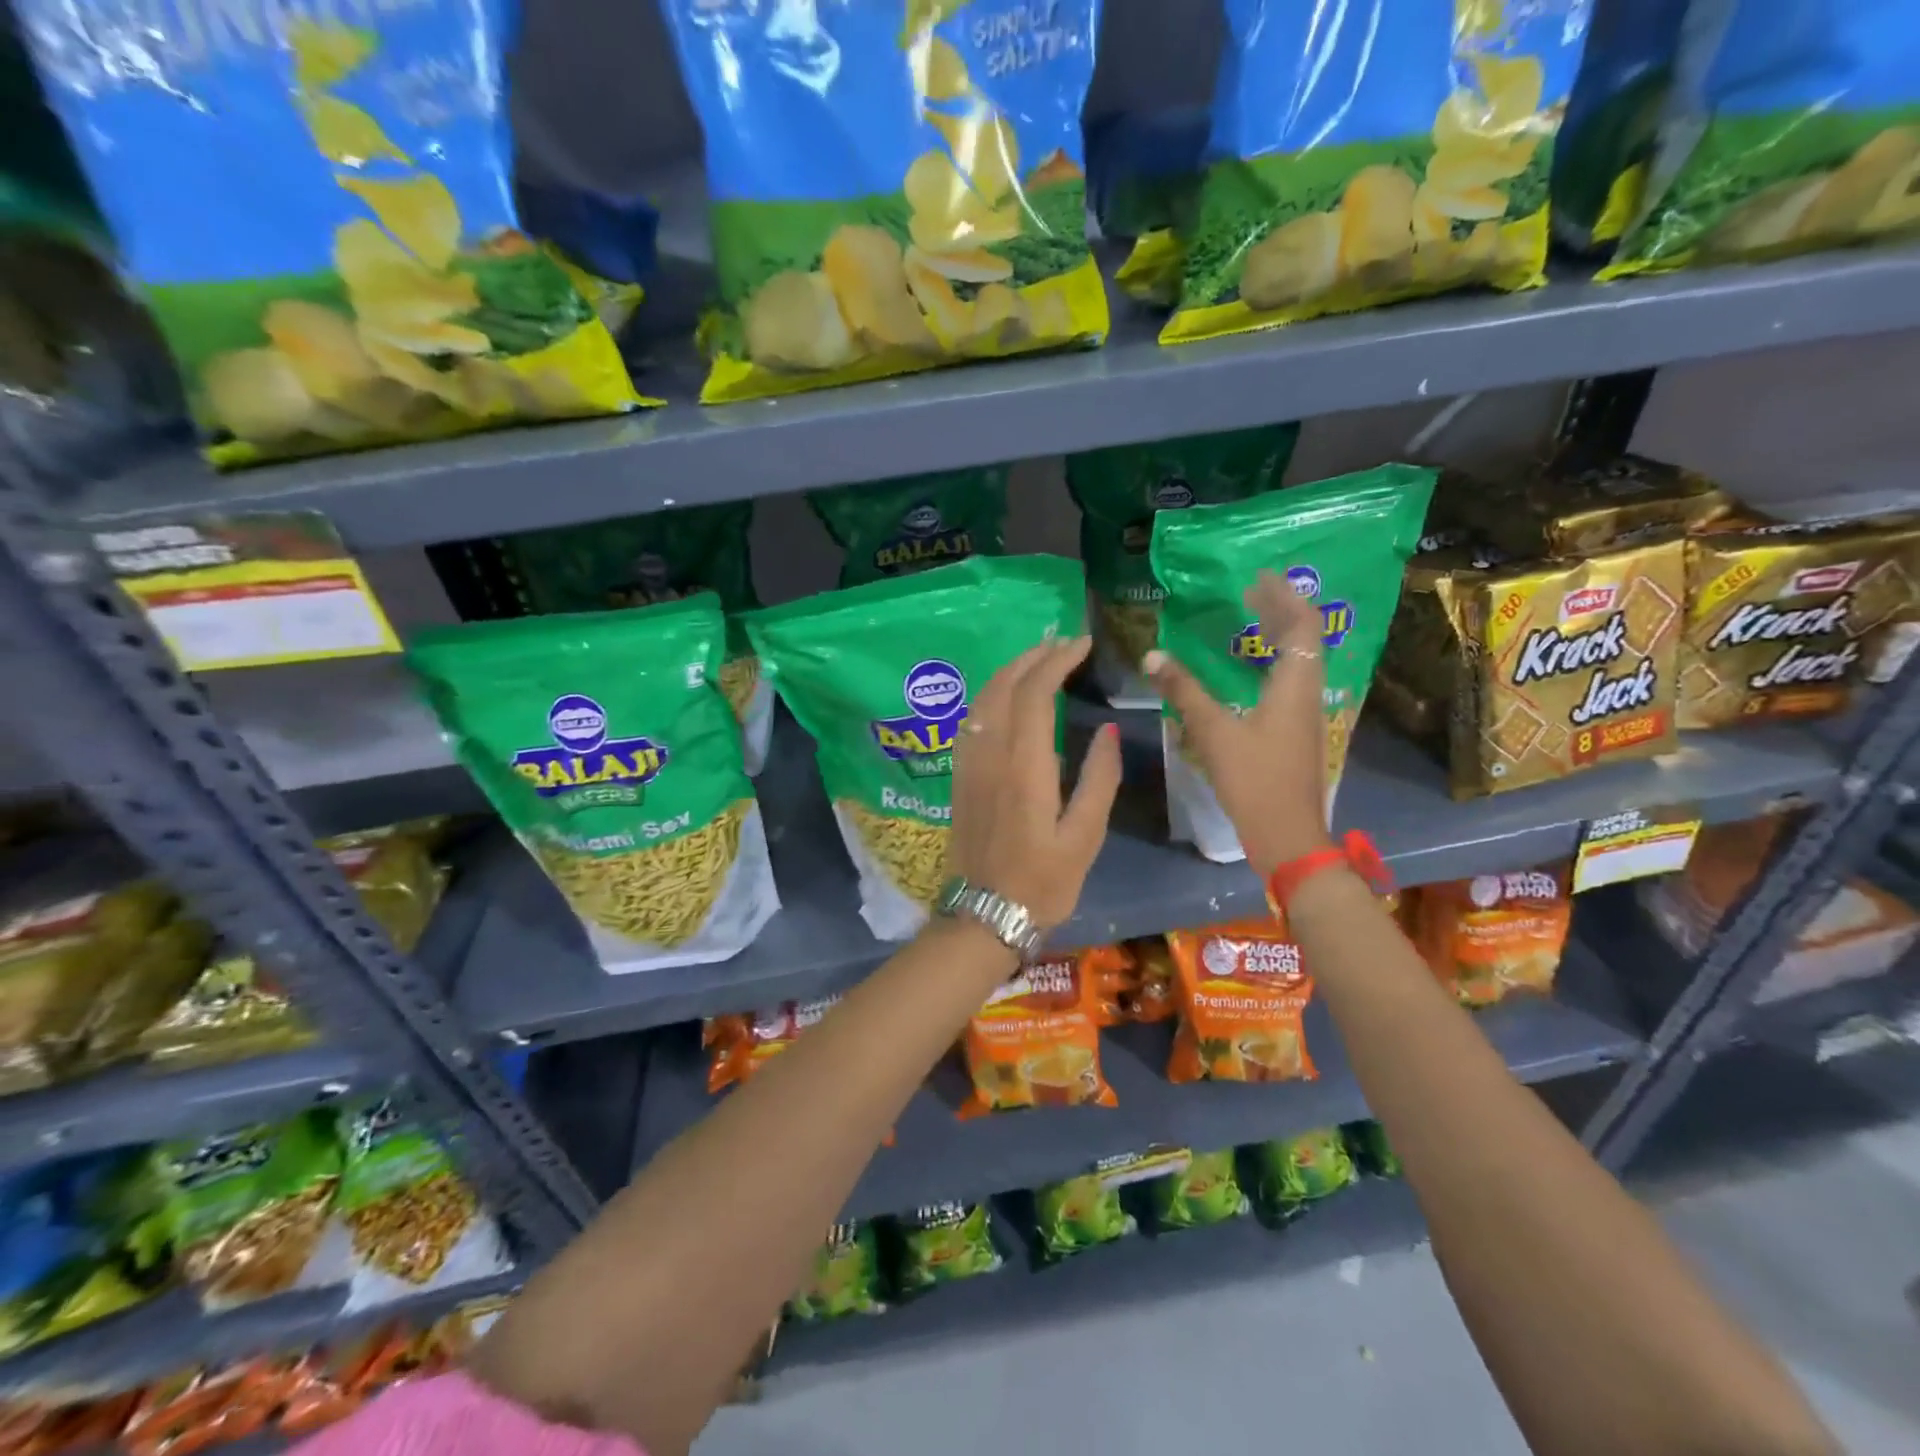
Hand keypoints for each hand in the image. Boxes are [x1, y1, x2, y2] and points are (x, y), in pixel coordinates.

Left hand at [946, 635, 1122, 929]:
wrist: (983, 915)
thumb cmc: (1042, 882)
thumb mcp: (1084, 837)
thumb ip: (1098, 779)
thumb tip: (1106, 731)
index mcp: (1024, 767)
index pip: (1035, 693)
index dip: (1056, 661)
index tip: (1081, 644)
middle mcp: (991, 755)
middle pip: (1004, 686)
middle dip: (1032, 656)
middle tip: (1061, 642)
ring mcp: (969, 764)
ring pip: (983, 700)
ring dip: (1009, 671)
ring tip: (1037, 658)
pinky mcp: (959, 776)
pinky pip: (972, 720)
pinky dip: (991, 695)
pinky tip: (1006, 696)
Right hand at [1145, 570, 1332, 875]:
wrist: (1287, 835)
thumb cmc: (1254, 781)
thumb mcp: (1214, 733)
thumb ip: (1185, 691)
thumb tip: (1153, 656)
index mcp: (1295, 685)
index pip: (1303, 625)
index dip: (1284, 597)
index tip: (1258, 578)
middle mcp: (1307, 693)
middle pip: (1305, 639)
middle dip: (1281, 610)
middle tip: (1249, 593)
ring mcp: (1305, 714)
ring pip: (1300, 660)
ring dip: (1279, 636)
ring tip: (1250, 621)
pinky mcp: (1297, 732)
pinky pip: (1290, 681)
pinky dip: (1273, 662)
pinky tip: (1248, 670)